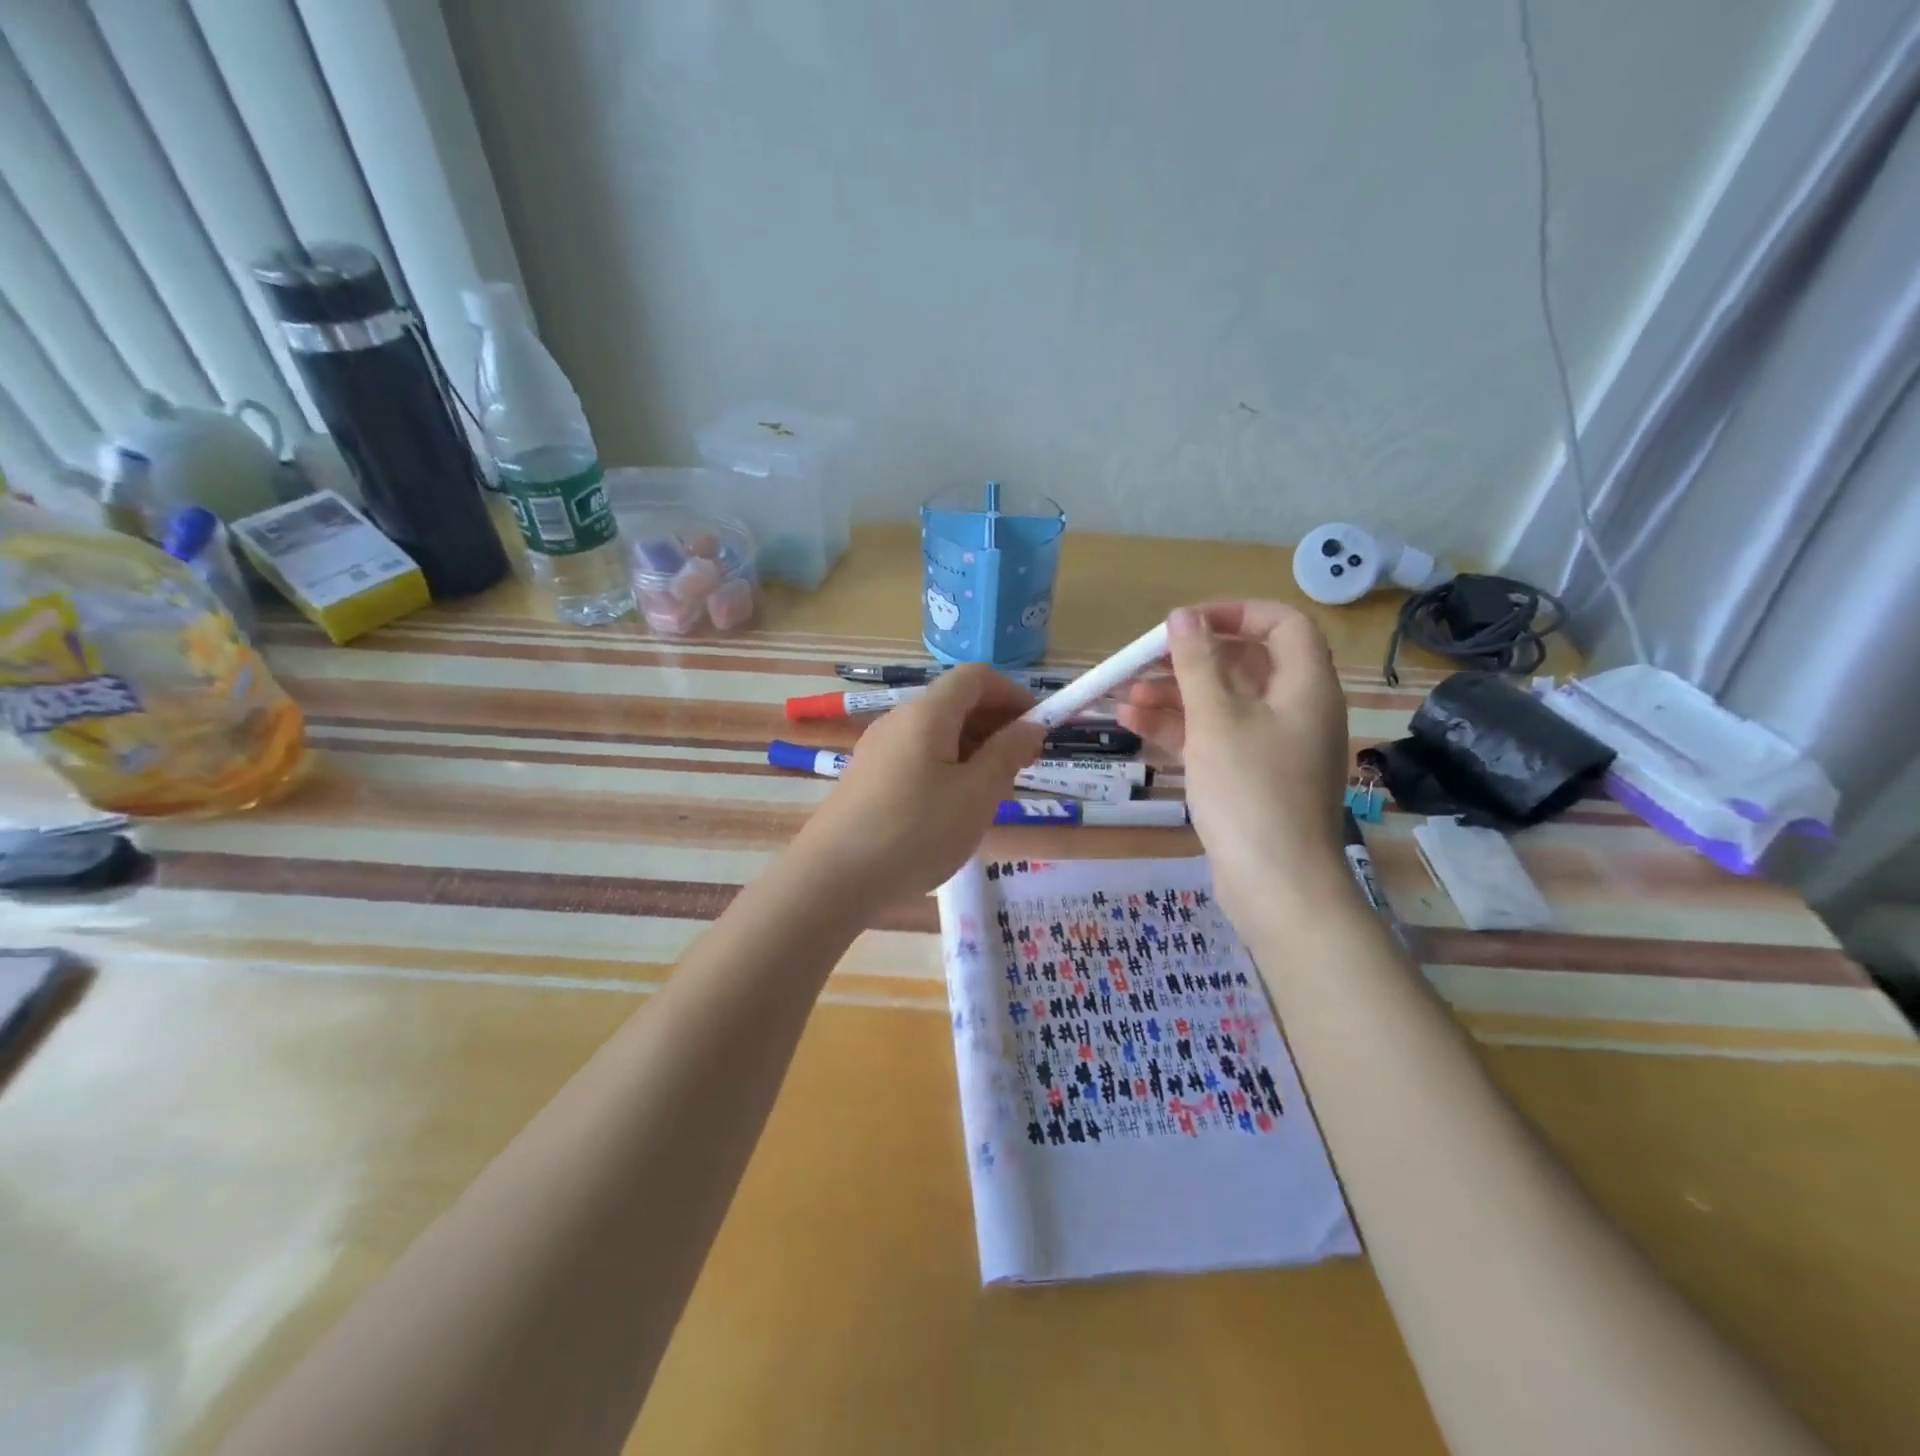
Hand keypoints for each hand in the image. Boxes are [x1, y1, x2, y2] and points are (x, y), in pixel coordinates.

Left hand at [794, 664, 1047, 907]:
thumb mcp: (977, 794)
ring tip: (994, 790)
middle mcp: (899, 720)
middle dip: (996, 724)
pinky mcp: (868, 777)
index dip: (1013, 693)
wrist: (834, 877)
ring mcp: (878, 748)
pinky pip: (917, 756)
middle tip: (1024, 763)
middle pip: (955, 702)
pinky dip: (947, 766)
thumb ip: (1008, 753)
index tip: (1039, 726)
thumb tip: (1031, 725)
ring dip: (973, 748)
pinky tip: (954, 807)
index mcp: (927, 713)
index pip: (976, 677)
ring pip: (937, 732)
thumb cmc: (917, 832)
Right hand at [1118, 602, 1350, 922]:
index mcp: (1305, 686)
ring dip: (1174, 696)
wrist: (1277, 885)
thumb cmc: (1251, 791)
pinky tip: (1135, 725)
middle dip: (1188, 661)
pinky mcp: (1251, 778)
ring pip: (1222, 704)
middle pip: (1243, 665)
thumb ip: (1196, 664)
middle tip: (1141, 662)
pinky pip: (1215, 738)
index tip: (1186, 623)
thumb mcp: (1216, 719)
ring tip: (1124, 698)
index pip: (1282, 624)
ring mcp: (1273, 747)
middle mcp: (1295, 710)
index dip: (1235, 613)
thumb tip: (1182, 616)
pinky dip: (1179, 729)